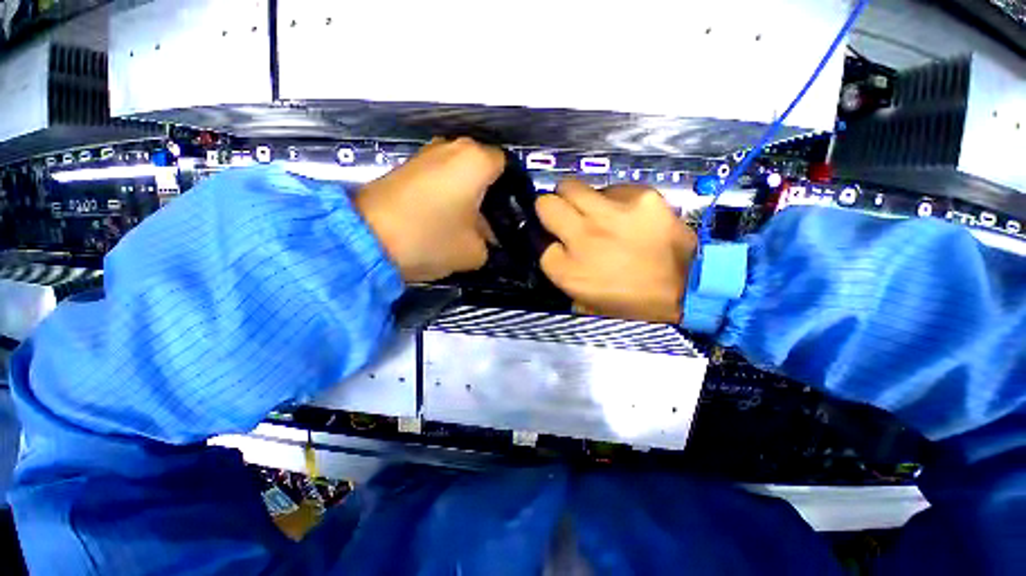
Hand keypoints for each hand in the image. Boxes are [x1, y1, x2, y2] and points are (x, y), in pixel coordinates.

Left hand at [355, 138, 503, 281]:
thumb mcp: (474, 252)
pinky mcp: (407, 166)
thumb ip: (491, 243)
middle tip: (490, 222)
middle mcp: (452, 146)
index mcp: (475, 161)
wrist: (365, 239)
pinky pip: (440, 176)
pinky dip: (447, 193)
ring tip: (466, 223)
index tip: (510, 215)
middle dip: (490, 195)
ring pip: (461, 173)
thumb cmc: (431, 238)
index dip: (512, 192)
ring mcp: (426, 153)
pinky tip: (444, 217)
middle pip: (483, 169)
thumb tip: (488, 238)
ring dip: (468, 195)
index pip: (508, 168)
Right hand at [537, 181, 697, 322]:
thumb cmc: (631, 301)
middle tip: (564, 216)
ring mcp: (611, 213)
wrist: (688, 286)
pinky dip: (611, 199)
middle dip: (549, 209)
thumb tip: (550, 247)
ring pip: (571, 186)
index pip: (537, 241)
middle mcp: (583, 237)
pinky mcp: (640, 196)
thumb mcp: (584, 301)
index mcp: (569, 271)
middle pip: (545, 204)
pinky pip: (610, 188)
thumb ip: (562, 273)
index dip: (546, 240)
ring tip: (595, 213)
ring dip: (576, 200)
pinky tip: (625, 214)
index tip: (556, 242)